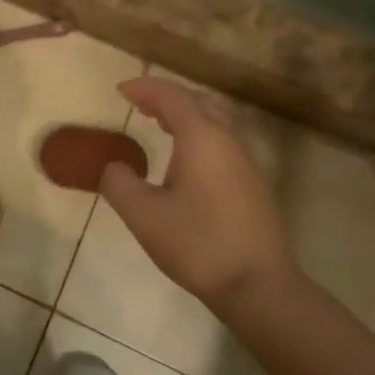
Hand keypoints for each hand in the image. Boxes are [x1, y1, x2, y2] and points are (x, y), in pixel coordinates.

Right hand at [99, 78, 299, 316]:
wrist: (260, 286)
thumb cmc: (198, 244)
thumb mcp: (143, 215)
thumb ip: (119, 183)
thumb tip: (114, 168)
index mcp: (202, 137)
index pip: (172, 96)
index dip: (145, 88)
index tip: (120, 90)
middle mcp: (227, 139)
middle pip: (198, 101)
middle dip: (167, 97)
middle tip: (139, 104)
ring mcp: (245, 161)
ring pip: (215, 120)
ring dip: (185, 114)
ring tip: (159, 124)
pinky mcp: (253, 183)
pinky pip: (223, 140)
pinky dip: (199, 134)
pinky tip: (186, 159)